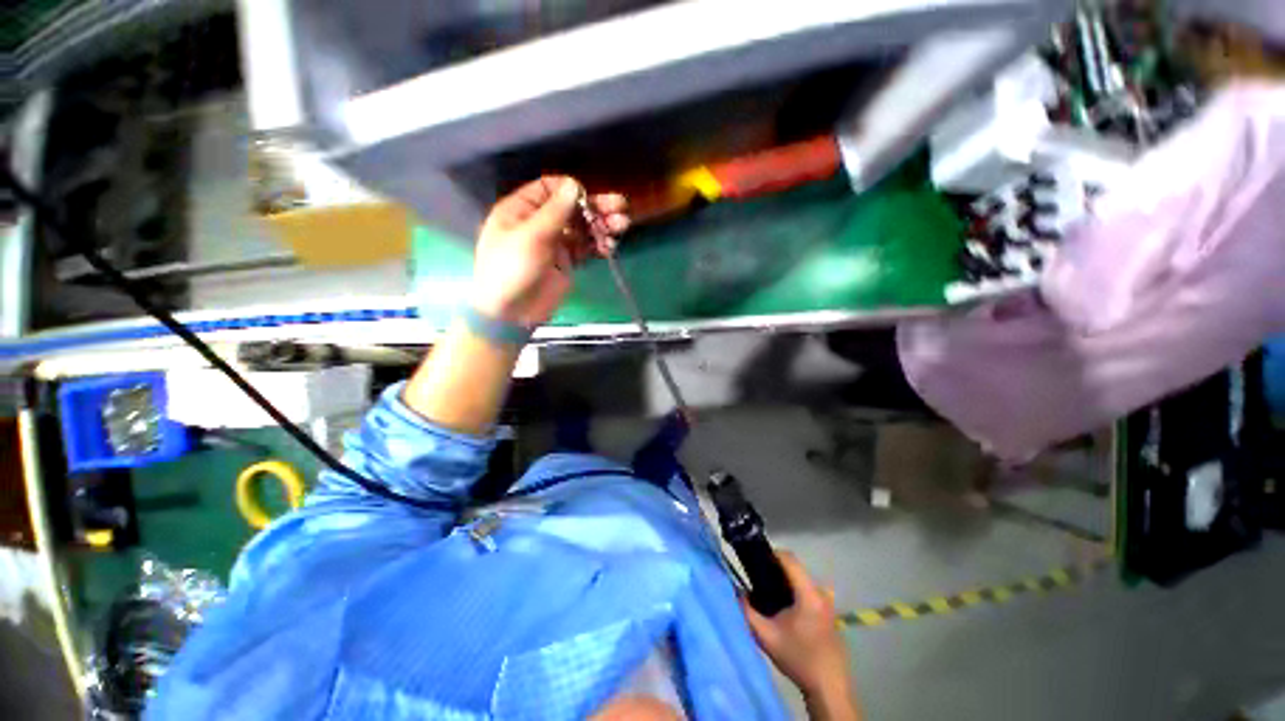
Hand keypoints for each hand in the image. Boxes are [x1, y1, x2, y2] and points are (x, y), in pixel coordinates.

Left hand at [470, 176, 628, 326]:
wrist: (512, 313)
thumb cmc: (512, 270)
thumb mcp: (531, 237)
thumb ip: (555, 212)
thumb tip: (574, 184)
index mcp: (522, 209)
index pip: (549, 188)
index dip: (570, 190)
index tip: (588, 198)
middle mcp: (540, 223)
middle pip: (571, 208)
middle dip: (595, 207)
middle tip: (621, 207)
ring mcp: (555, 244)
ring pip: (582, 228)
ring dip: (602, 225)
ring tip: (622, 226)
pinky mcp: (566, 262)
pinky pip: (586, 248)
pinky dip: (599, 245)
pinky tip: (611, 246)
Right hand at [742, 552, 859, 719]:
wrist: (828, 686)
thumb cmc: (797, 658)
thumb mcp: (766, 637)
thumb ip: (747, 611)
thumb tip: (735, 591)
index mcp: (808, 593)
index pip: (789, 558)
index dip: (770, 553)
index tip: (754, 559)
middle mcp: (820, 592)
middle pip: (794, 567)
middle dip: (774, 568)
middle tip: (756, 578)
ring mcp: (827, 601)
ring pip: (800, 578)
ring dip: (783, 580)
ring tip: (767, 593)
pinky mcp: (828, 610)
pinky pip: (807, 589)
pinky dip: (793, 590)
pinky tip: (783, 608)